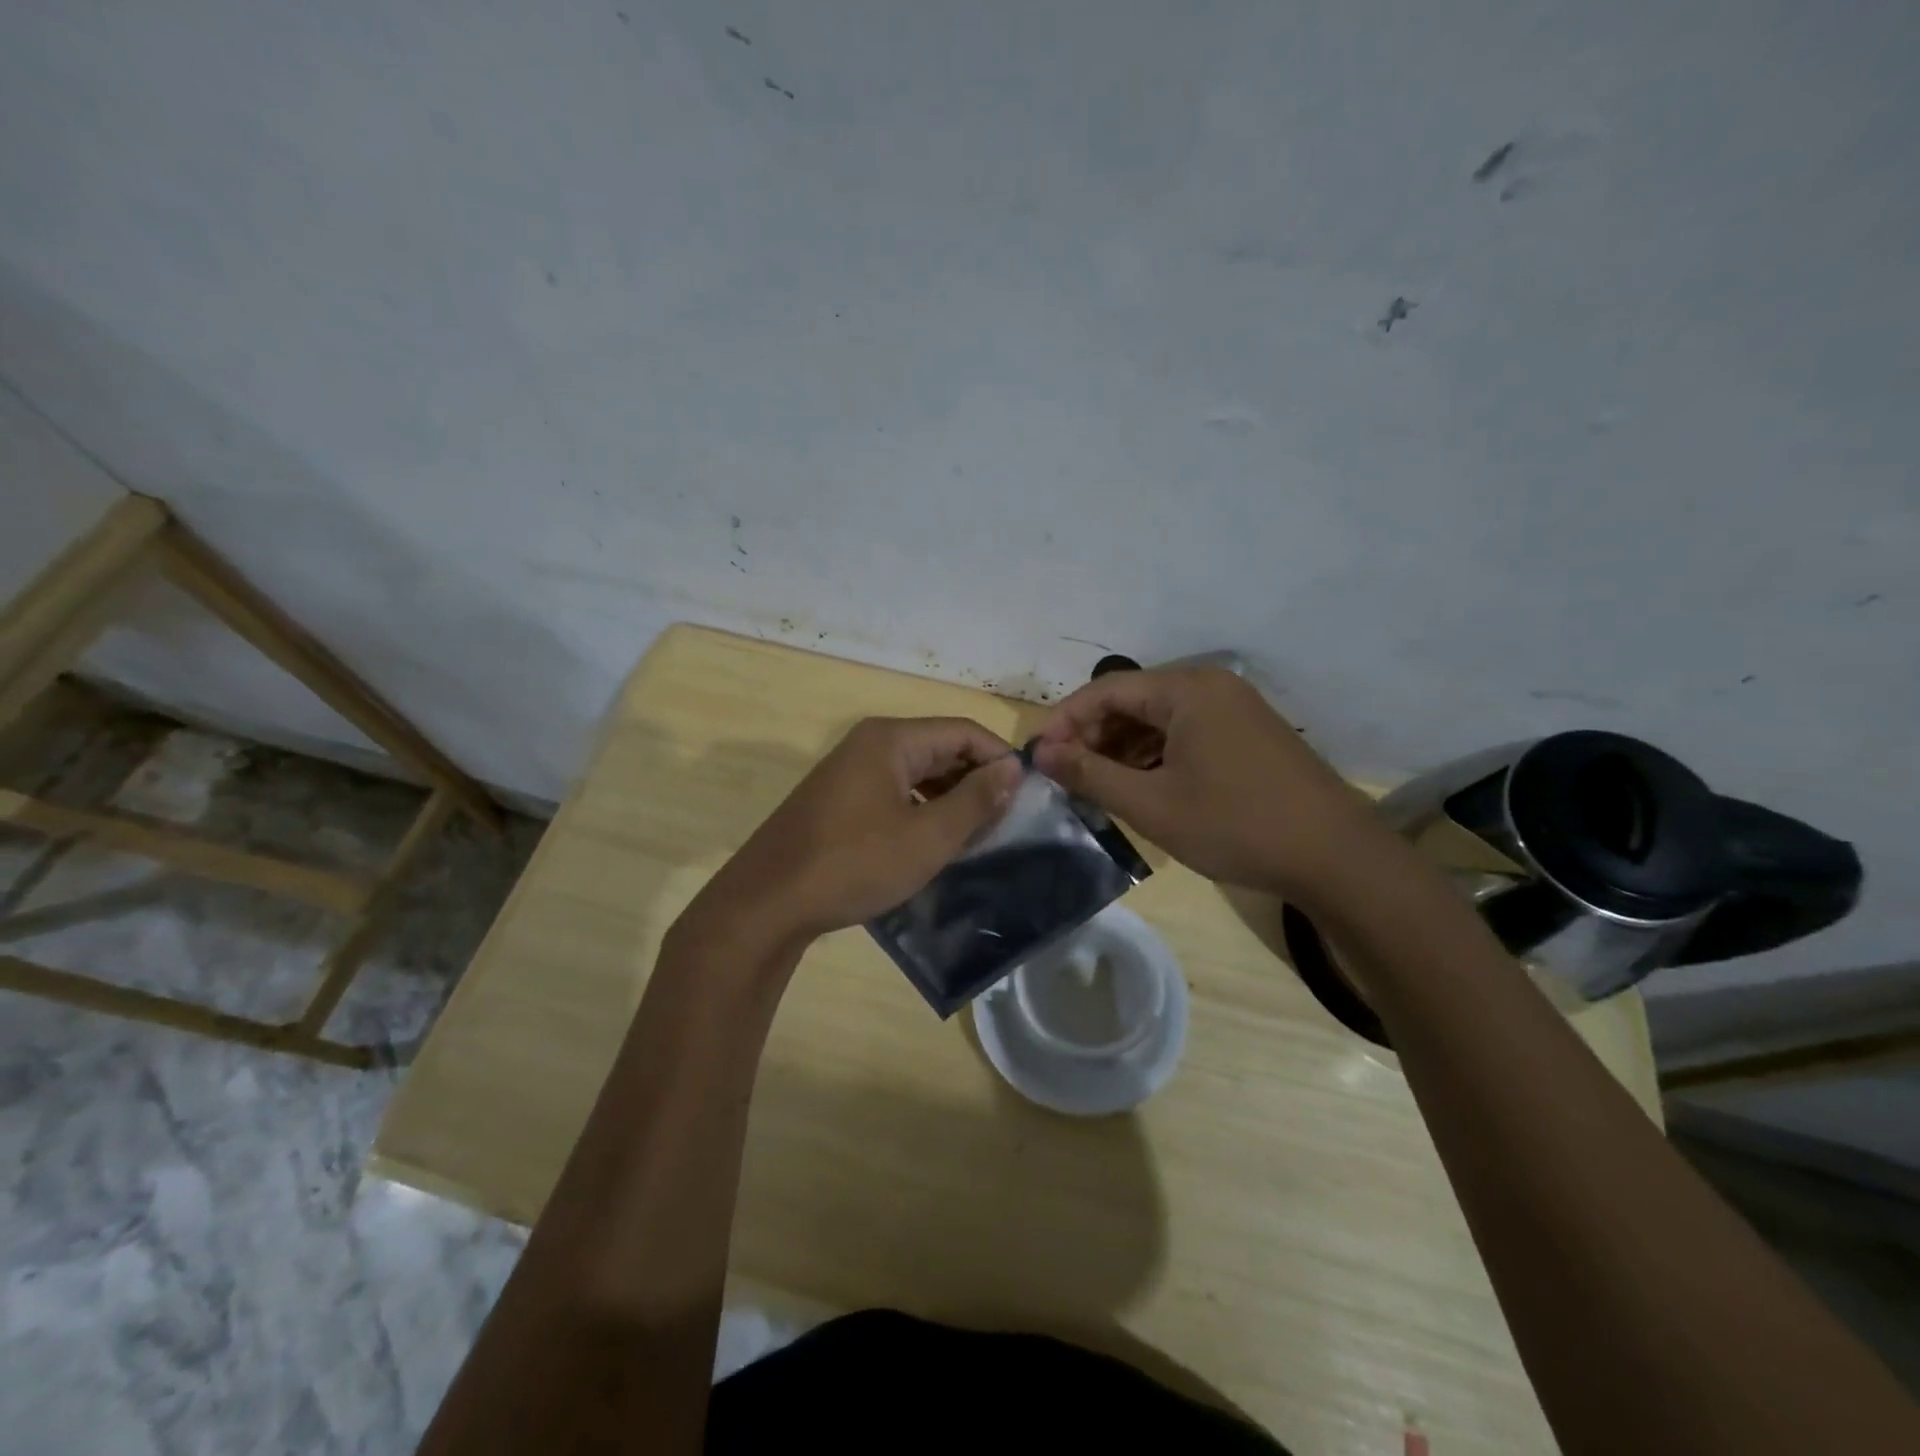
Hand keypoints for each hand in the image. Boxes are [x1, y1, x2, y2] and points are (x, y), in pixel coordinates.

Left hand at [685, 717, 1022, 951]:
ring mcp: (850, 770)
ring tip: (976, 835)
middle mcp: (870, 743)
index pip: (964, 731)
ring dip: (951, 797)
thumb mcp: (927, 837)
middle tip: (1005, 822)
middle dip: (976, 780)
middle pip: (940, 748)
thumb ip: (976, 800)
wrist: (767, 903)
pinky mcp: (839, 798)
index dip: (1000, 759)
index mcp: (891, 739)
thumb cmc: (854, 864)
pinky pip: (895, 791)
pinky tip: (934, 841)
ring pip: (918, 772)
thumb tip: (1013, 768)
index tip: (1027, 797)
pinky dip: (922, 809)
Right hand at [1032, 668, 1382, 899]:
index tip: (1039, 757)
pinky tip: (1140, 786)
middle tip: (1066, 776)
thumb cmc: (1235, 825)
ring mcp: (1234, 709)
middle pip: (1133, 700)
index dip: (1066, 721)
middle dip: (1094, 736)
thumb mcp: (1152, 804)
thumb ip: (1090, 774)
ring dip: (1122, 748)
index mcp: (1187, 689)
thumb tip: (1042, 753)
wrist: (1336, 857)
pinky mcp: (1247, 734)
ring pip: (1158, 719)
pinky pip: (1185, 733)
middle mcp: (1211, 686)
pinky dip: (1155, 755)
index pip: (1107, 690)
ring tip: (1096, 786)